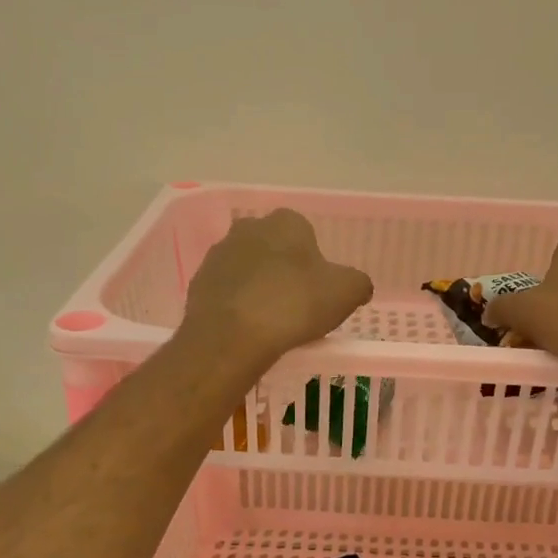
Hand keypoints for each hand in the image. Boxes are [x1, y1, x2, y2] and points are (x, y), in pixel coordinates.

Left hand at [179, 209, 373, 371]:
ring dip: (259, 288)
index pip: (306, 234)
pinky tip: (247, 330)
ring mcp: (219, 254)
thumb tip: (358, 286)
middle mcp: (249, 228)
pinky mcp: (199, 283)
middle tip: (297, 306)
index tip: (319, 291)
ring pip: (248, 269)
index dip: (315, 263)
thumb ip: (358, 283)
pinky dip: (238, 306)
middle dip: (284, 271)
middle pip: (274, 249)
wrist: (232, 335)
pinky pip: (227, 292)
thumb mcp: (346, 293)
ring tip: (271, 322)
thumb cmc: (294, 304)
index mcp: (286, 221)